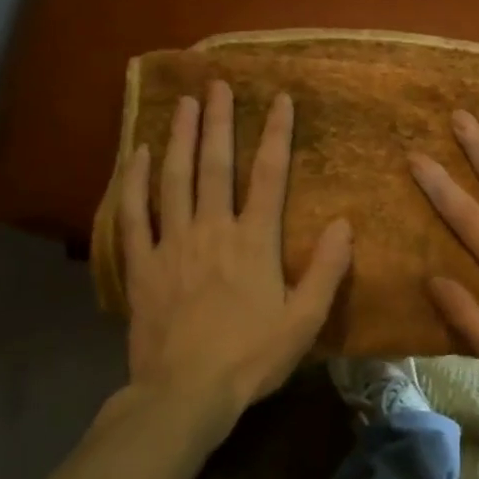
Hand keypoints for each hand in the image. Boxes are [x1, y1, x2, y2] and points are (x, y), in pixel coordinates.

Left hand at [115, 81, 351, 429]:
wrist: (185, 393)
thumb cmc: (251, 357)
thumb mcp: (305, 319)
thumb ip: (327, 269)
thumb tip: (345, 223)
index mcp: (254, 241)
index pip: (268, 174)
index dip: (276, 133)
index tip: (279, 98)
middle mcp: (212, 230)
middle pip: (215, 165)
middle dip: (218, 121)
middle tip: (216, 84)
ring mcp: (172, 244)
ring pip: (174, 180)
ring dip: (179, 138)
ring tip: (183, 104)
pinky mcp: (141, 265)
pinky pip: (134, 215)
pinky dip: (133, 183)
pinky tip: (135, 155)